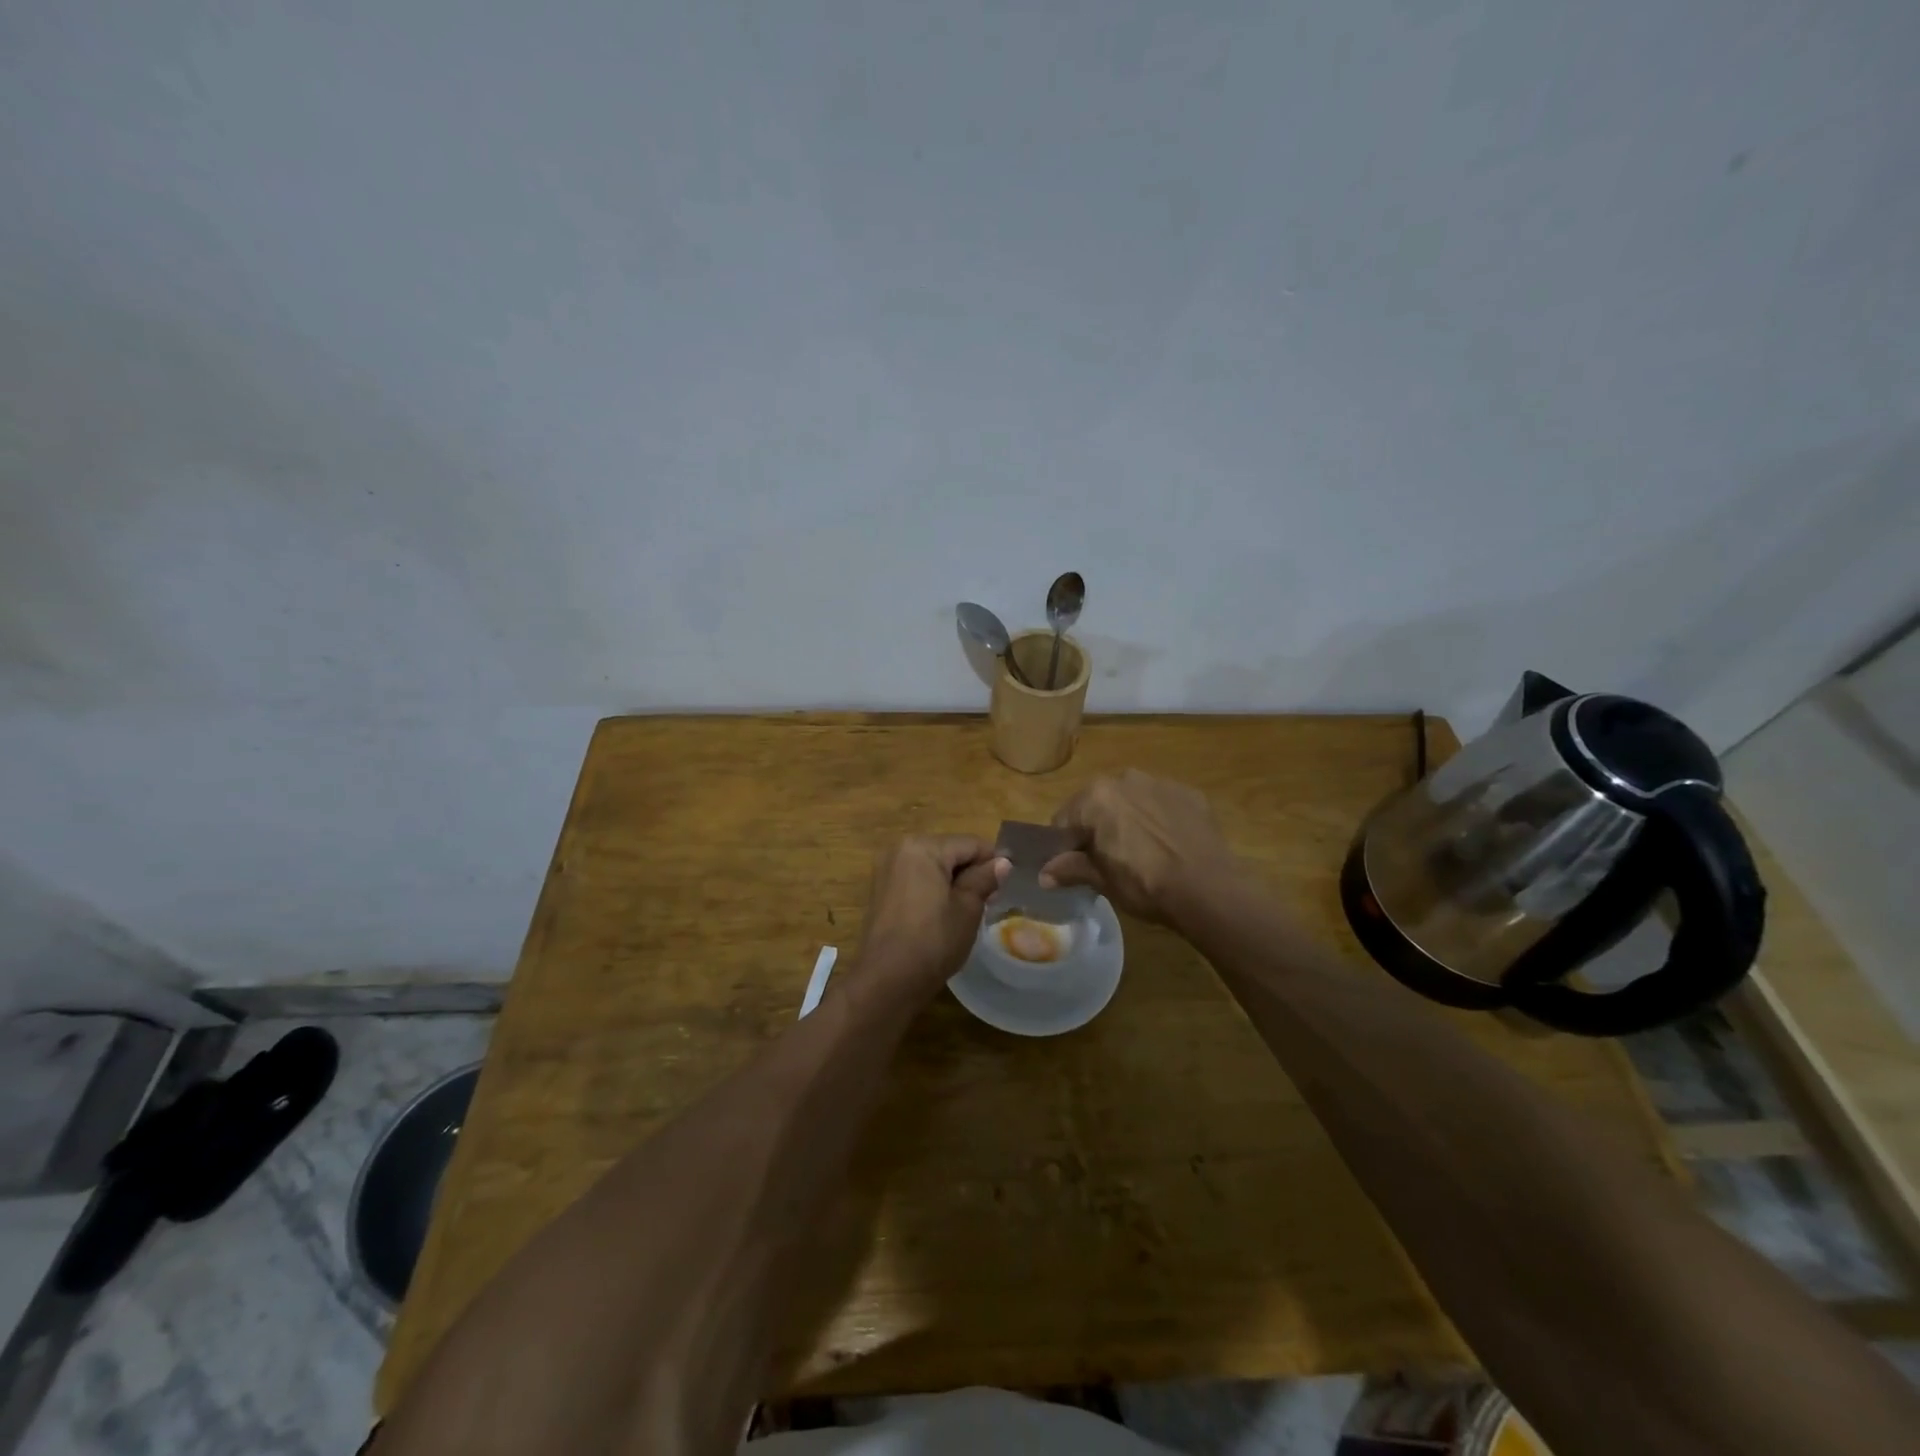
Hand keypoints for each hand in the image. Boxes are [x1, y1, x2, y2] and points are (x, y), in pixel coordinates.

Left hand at [855, 835, 1008, 996]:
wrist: (887, 980)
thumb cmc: (933, 940)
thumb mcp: (968, 908)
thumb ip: (985, 879)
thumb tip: (1002, 863)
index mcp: (922, 846)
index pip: (970, 844)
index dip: (993, 862)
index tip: (1009, 885)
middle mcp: (900, 849)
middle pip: (949, 851)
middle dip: (971, 871)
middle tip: (991, 901)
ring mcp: (887, 869)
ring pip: (933, 865)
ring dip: (953, 881)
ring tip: (970, 910)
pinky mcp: (881, 890)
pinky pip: (917, 879)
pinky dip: (934, 889)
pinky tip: (944, 914)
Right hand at [1040, 770, 1240, 923]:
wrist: (1209, 889)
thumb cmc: (1145, 884)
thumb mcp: (1102, 880)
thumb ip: (1070, 868)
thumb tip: (1044, 873)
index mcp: (1096, 796)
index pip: (1065, 820)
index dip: (1066, 845)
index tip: (1075, 866)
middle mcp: (1125, 778)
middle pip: (1098, 803)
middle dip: (1098, 827)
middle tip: (1108, 860)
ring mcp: (1160, 782)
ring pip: (1131, 800)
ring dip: (1128, 819)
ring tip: (1141, 852)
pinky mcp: (1189, 793)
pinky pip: (1162, 803)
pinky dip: (1158, 819)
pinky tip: (1168, 846)